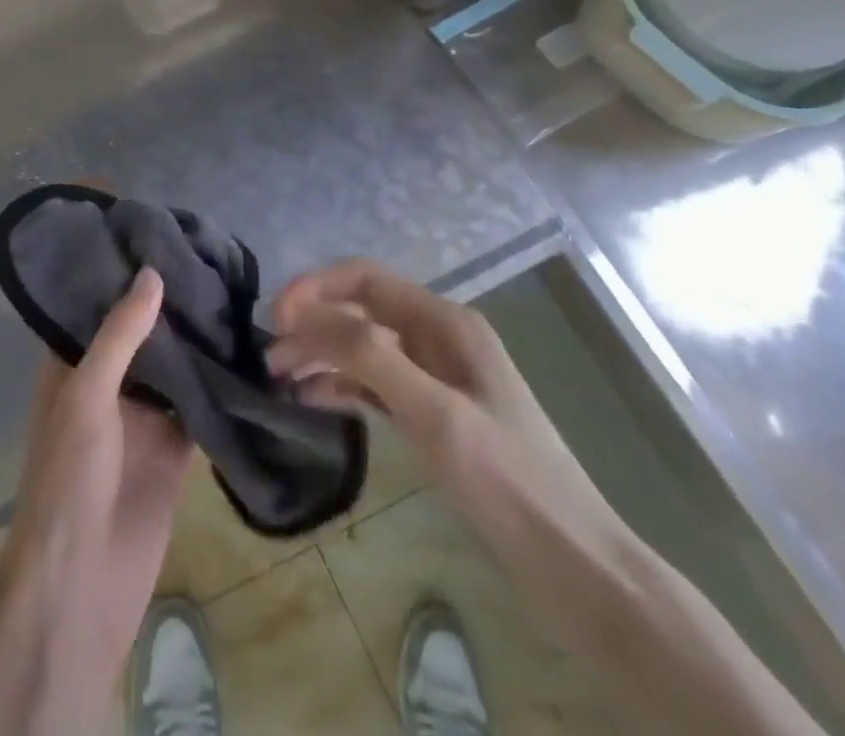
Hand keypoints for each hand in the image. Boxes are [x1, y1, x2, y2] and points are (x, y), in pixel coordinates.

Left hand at [0, 268, 191, 735]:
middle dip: (169, 302)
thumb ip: (119, 335)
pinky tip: (248, 352)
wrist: (82, 587)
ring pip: (174, 367)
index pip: (96, 304)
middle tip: (210, 254)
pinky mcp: (174, 450)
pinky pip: (199, 406)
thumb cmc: (69, 477)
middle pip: (141, 333)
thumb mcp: (86, 395)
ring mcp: (143, 417)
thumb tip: (151, 272)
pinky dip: (218, 385)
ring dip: (197, 340)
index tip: (157, 233)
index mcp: (73, 365)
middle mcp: (107, 383)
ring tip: (234, 289)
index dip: (121, 272)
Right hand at [268, 260, 618, 552]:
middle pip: (360, 311)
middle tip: (270, 358)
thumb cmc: (506, 480)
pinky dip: (342, 385)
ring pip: (364, 347)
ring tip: (280, 378)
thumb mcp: (434, 414)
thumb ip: (371, 356)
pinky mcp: (434, 412)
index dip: (315, 288)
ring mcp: (437, 376)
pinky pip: (377, 383)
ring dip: (322, 354)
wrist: (574, 565)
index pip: (365, 279)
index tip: (275, 318)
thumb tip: (307, 315)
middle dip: (313, 325)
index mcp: (445, 321)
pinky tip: (313, 400)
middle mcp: (438, 337)